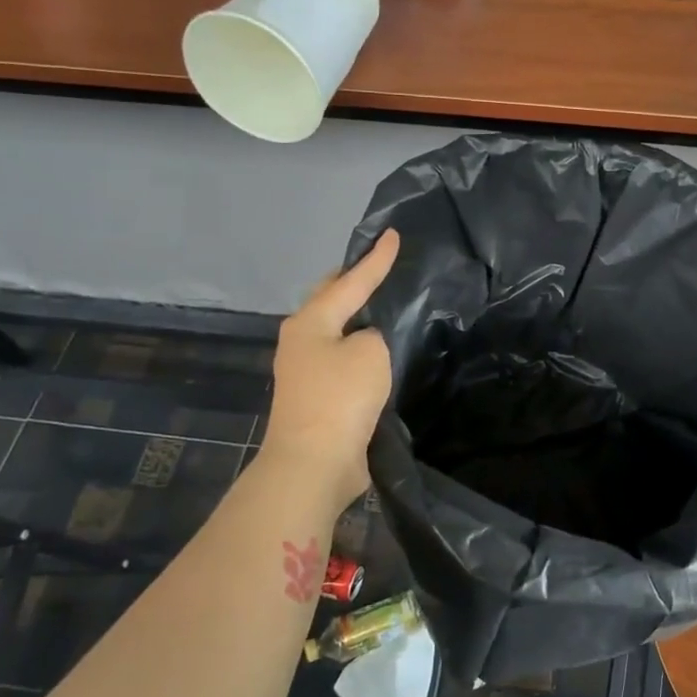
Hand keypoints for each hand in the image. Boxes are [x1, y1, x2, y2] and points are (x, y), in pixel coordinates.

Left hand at [261, 230, 399, 510]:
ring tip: (385, 303)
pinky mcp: (316, 397)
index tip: (393, 233)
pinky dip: (360, 348)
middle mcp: (302, 340)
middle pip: (331, 300)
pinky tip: (379, 350)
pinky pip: (342, 360)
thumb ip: (374, 335)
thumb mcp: (371, 352)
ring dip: (357, 317)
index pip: (351, 281)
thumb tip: (366, 343)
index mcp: (311, 321)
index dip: (376, 259)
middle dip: (354, 281)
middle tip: (381, 265)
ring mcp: (305, 370)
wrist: (313, 463)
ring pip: (337, 330)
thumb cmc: (341, 397)